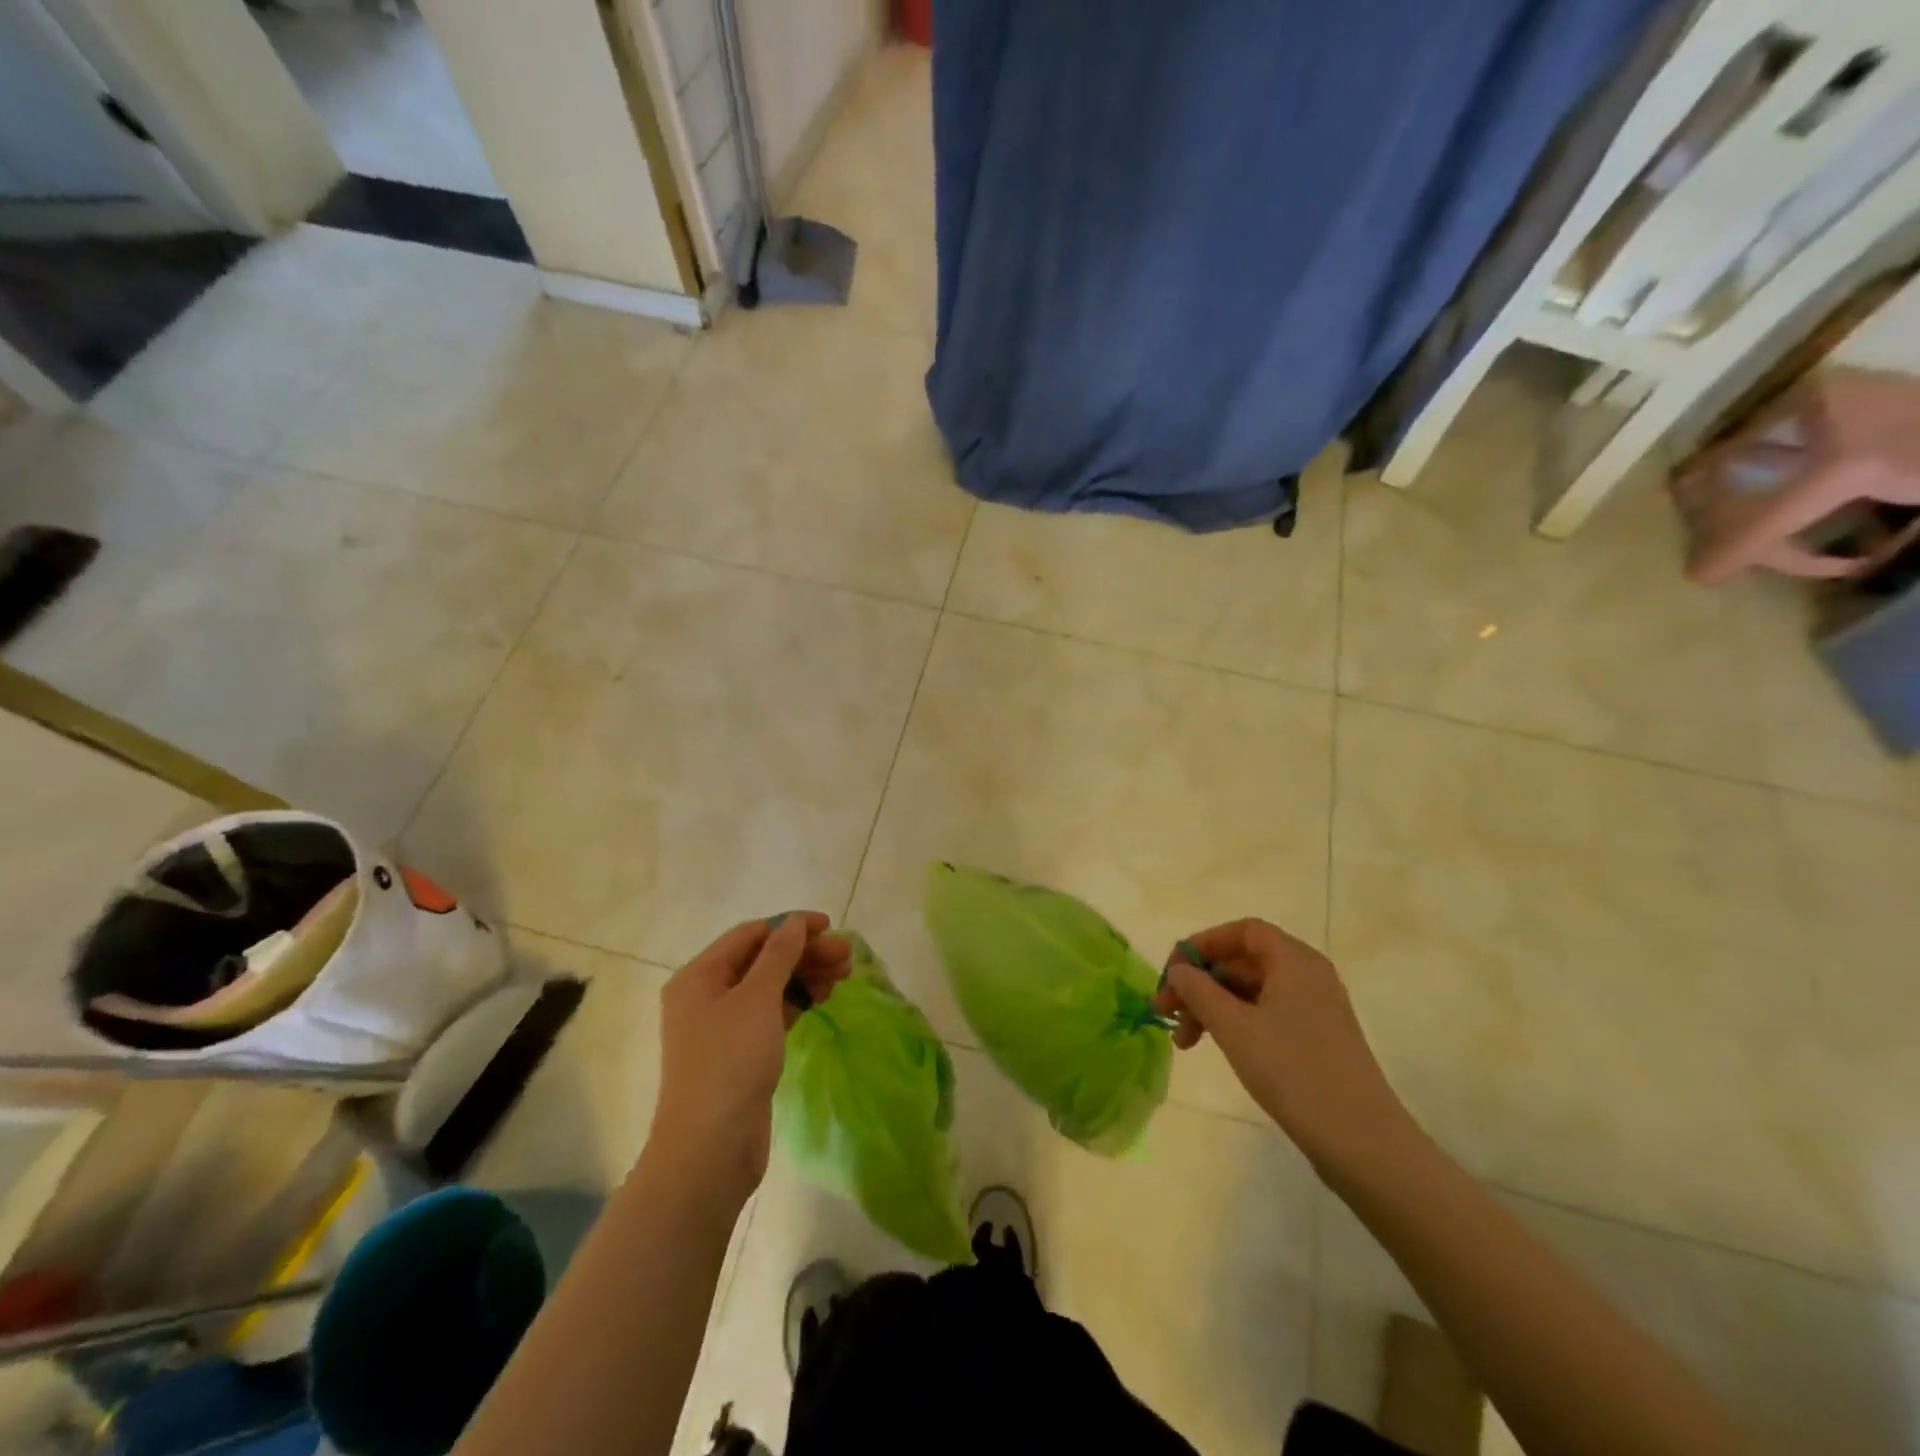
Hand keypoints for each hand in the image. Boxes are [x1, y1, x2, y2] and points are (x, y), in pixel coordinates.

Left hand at [648, 912, 850, 1203]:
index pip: (750, 934)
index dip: (791, 926)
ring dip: (804, 976)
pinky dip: (795, 1002)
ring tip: (842, 978)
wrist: (710, 1149)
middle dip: (804, 954)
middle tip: (846, 959)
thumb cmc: (730, 1062)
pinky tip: (821, 1000)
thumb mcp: (758, 998)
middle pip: (761, 960)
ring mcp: (721, 1027)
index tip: (830, 928)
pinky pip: (770, 1013)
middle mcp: (705, 996)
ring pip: (769, 987)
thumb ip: (780, 954)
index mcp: (699, 976)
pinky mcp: (738, 1053)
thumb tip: (795, 922)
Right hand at [1151, 918, 1407, 1166]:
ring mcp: (1315, 1008)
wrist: (1362, 1142)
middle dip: (1200, 982)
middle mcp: (1308, 975)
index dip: (1202, 944)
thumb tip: (1178, 970)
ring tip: (1184, 1042)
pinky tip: (1217, 1048)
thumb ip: (1198, 990)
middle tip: (1166, 1012)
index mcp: (1294, 960)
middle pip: (1243, 961)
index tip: (1173, 972)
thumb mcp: (1233, 1027)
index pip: (1242, 931)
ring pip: (1251, 991)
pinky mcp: (1317, 1038)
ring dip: (1212, 1007)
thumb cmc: (1293, 1071)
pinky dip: (1236, 1023)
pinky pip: (1267, 1014)